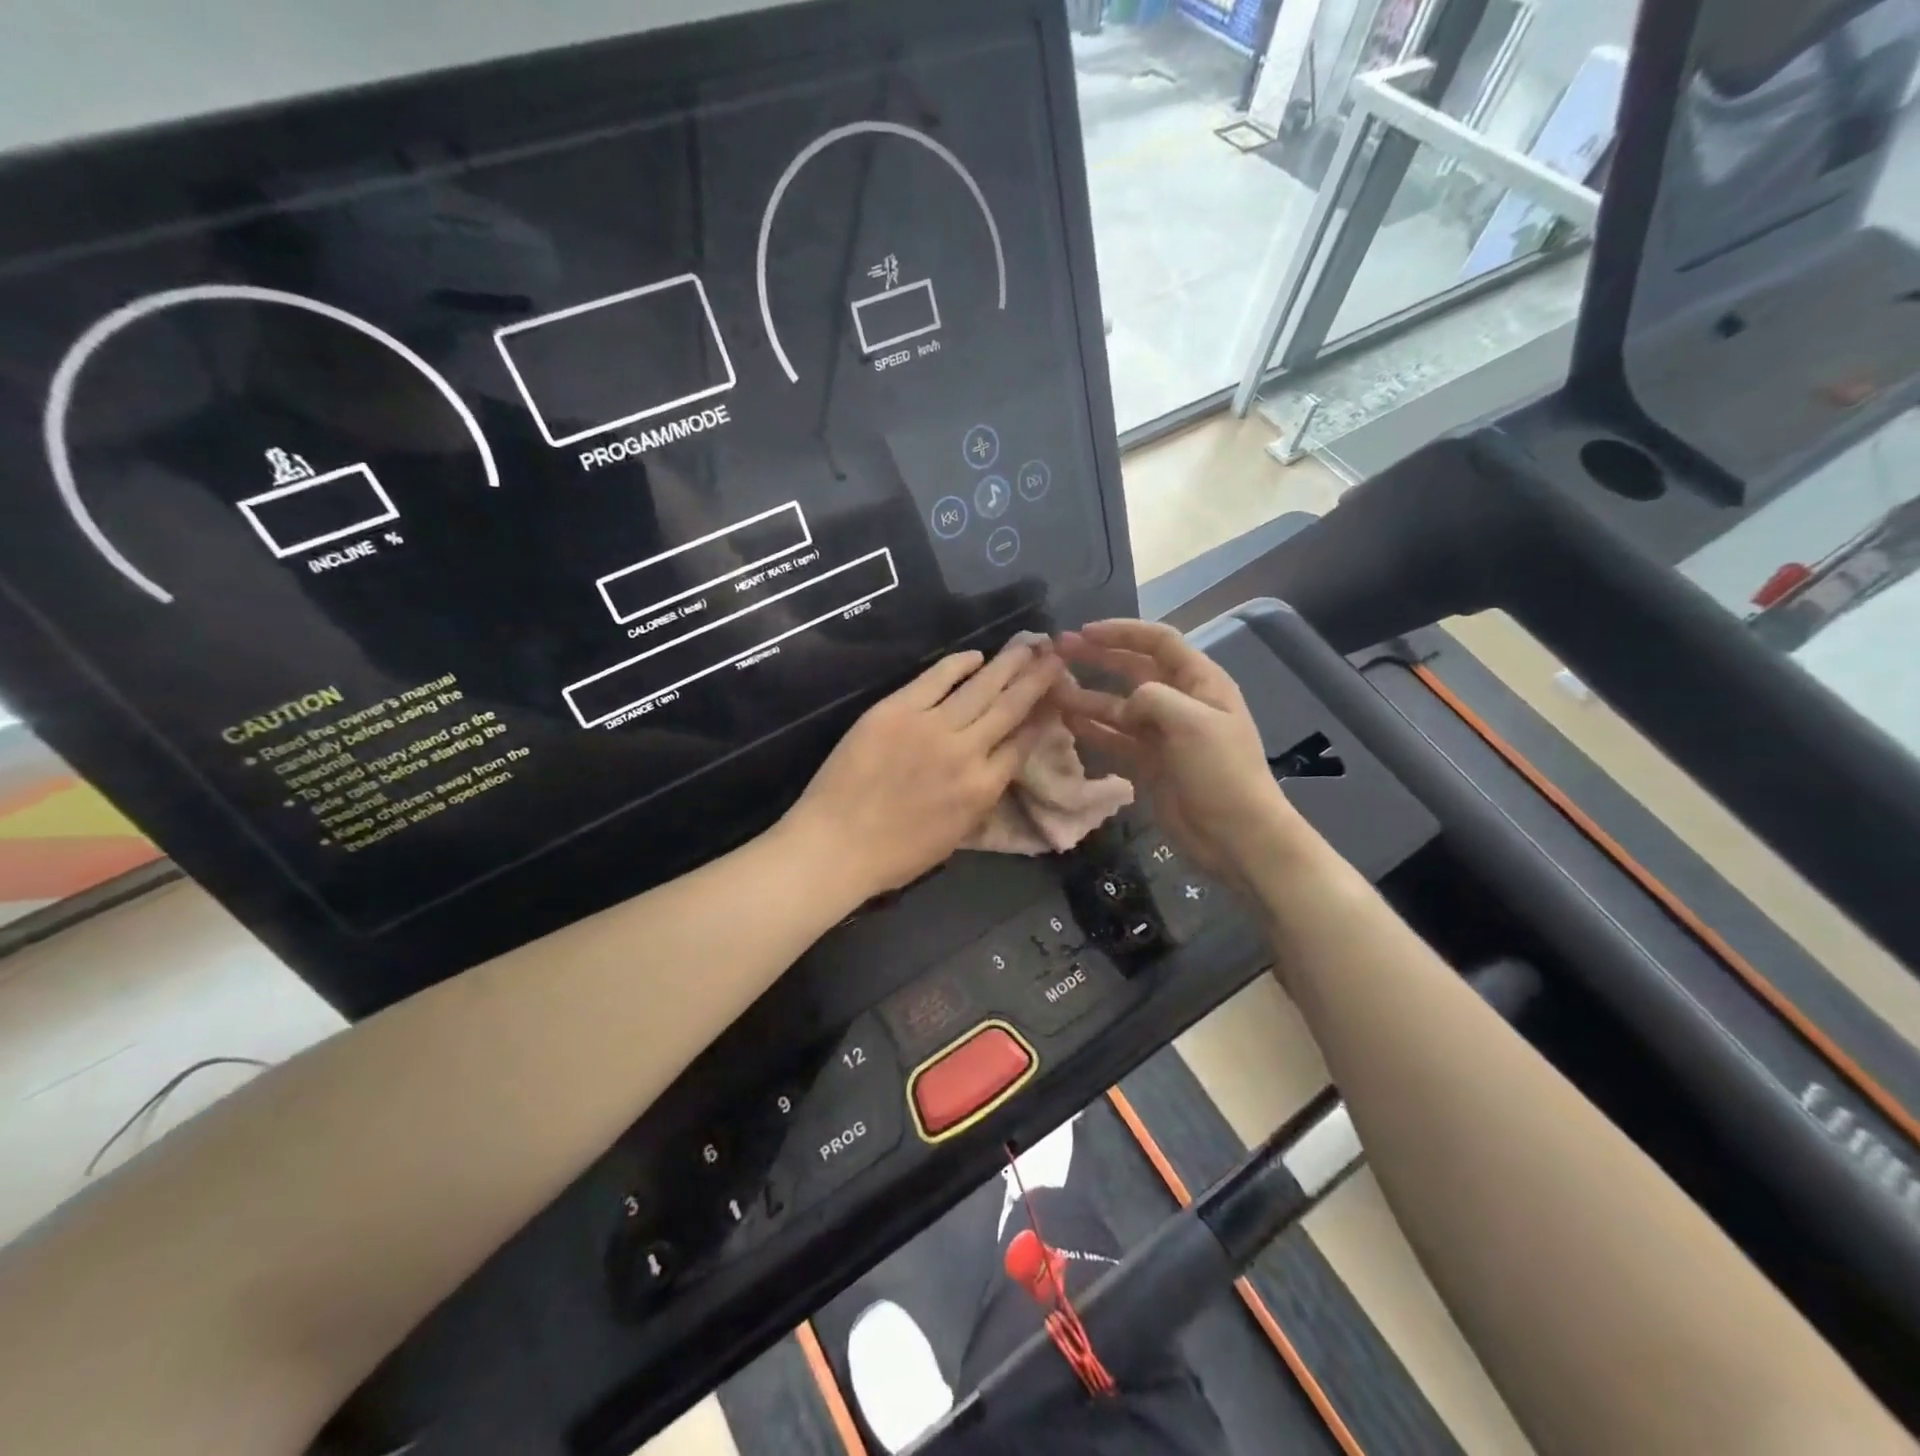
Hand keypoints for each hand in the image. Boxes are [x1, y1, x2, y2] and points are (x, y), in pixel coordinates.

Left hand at [782, 640, 1064, 902]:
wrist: (836, 846)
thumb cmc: (895, 855)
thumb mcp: (956, 835)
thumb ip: (981, 796)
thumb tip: (996, 765)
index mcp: (983, 789)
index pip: (1023, 744)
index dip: (1043, 718)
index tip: (1055, 699)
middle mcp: (966, 752)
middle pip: (1010, 707)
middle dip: (1037, 680)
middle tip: (1056, 657)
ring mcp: (931, 727)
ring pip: (981, 687)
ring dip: (1009, 664)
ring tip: (1030, 645)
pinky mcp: (896, 710)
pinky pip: (936, 678)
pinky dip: (959, 664)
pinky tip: (976, 655)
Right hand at [1053, 620, 1318, 892]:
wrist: (1237, 836)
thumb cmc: (1221, 773)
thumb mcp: (1193, 723)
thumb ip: (1153, 698)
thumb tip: (1126, 702)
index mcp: (1200, 682)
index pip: (1158, 642)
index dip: (1122, 632)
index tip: (1085, 632)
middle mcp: (1180, 702)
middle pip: (1134, 670)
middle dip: (1098, 658)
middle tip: (1059, 653)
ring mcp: (1163, 734)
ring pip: (1118, 706)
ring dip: (1088, 696)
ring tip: (1053, 690)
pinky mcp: (1149, 763)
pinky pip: (1115, 738)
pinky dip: (1093, 730)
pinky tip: (1067, 722)